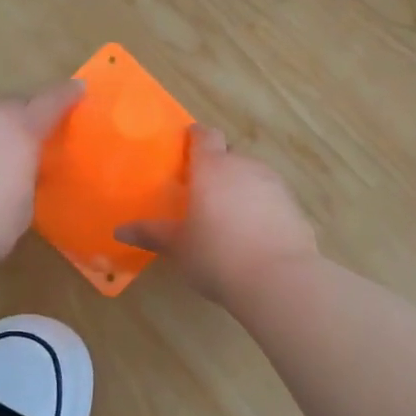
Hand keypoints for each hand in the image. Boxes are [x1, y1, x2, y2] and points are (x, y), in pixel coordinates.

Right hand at [117, 126, 317, 305]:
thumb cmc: (217, 256)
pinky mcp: (295, 207)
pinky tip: (253, 235)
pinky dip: (261, 208)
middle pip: (230, 155)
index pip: (205, 136)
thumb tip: (120, 230)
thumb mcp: (178, 247)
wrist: (278, 279)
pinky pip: (271, 199)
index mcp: (212, 168)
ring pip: (252, 176)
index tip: (185, 147)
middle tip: (201, 190)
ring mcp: (274, 185)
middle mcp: (245, 167)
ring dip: (240, 188)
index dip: (195, 138)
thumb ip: (152, 234)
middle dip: (217, 167)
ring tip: (227, 216)